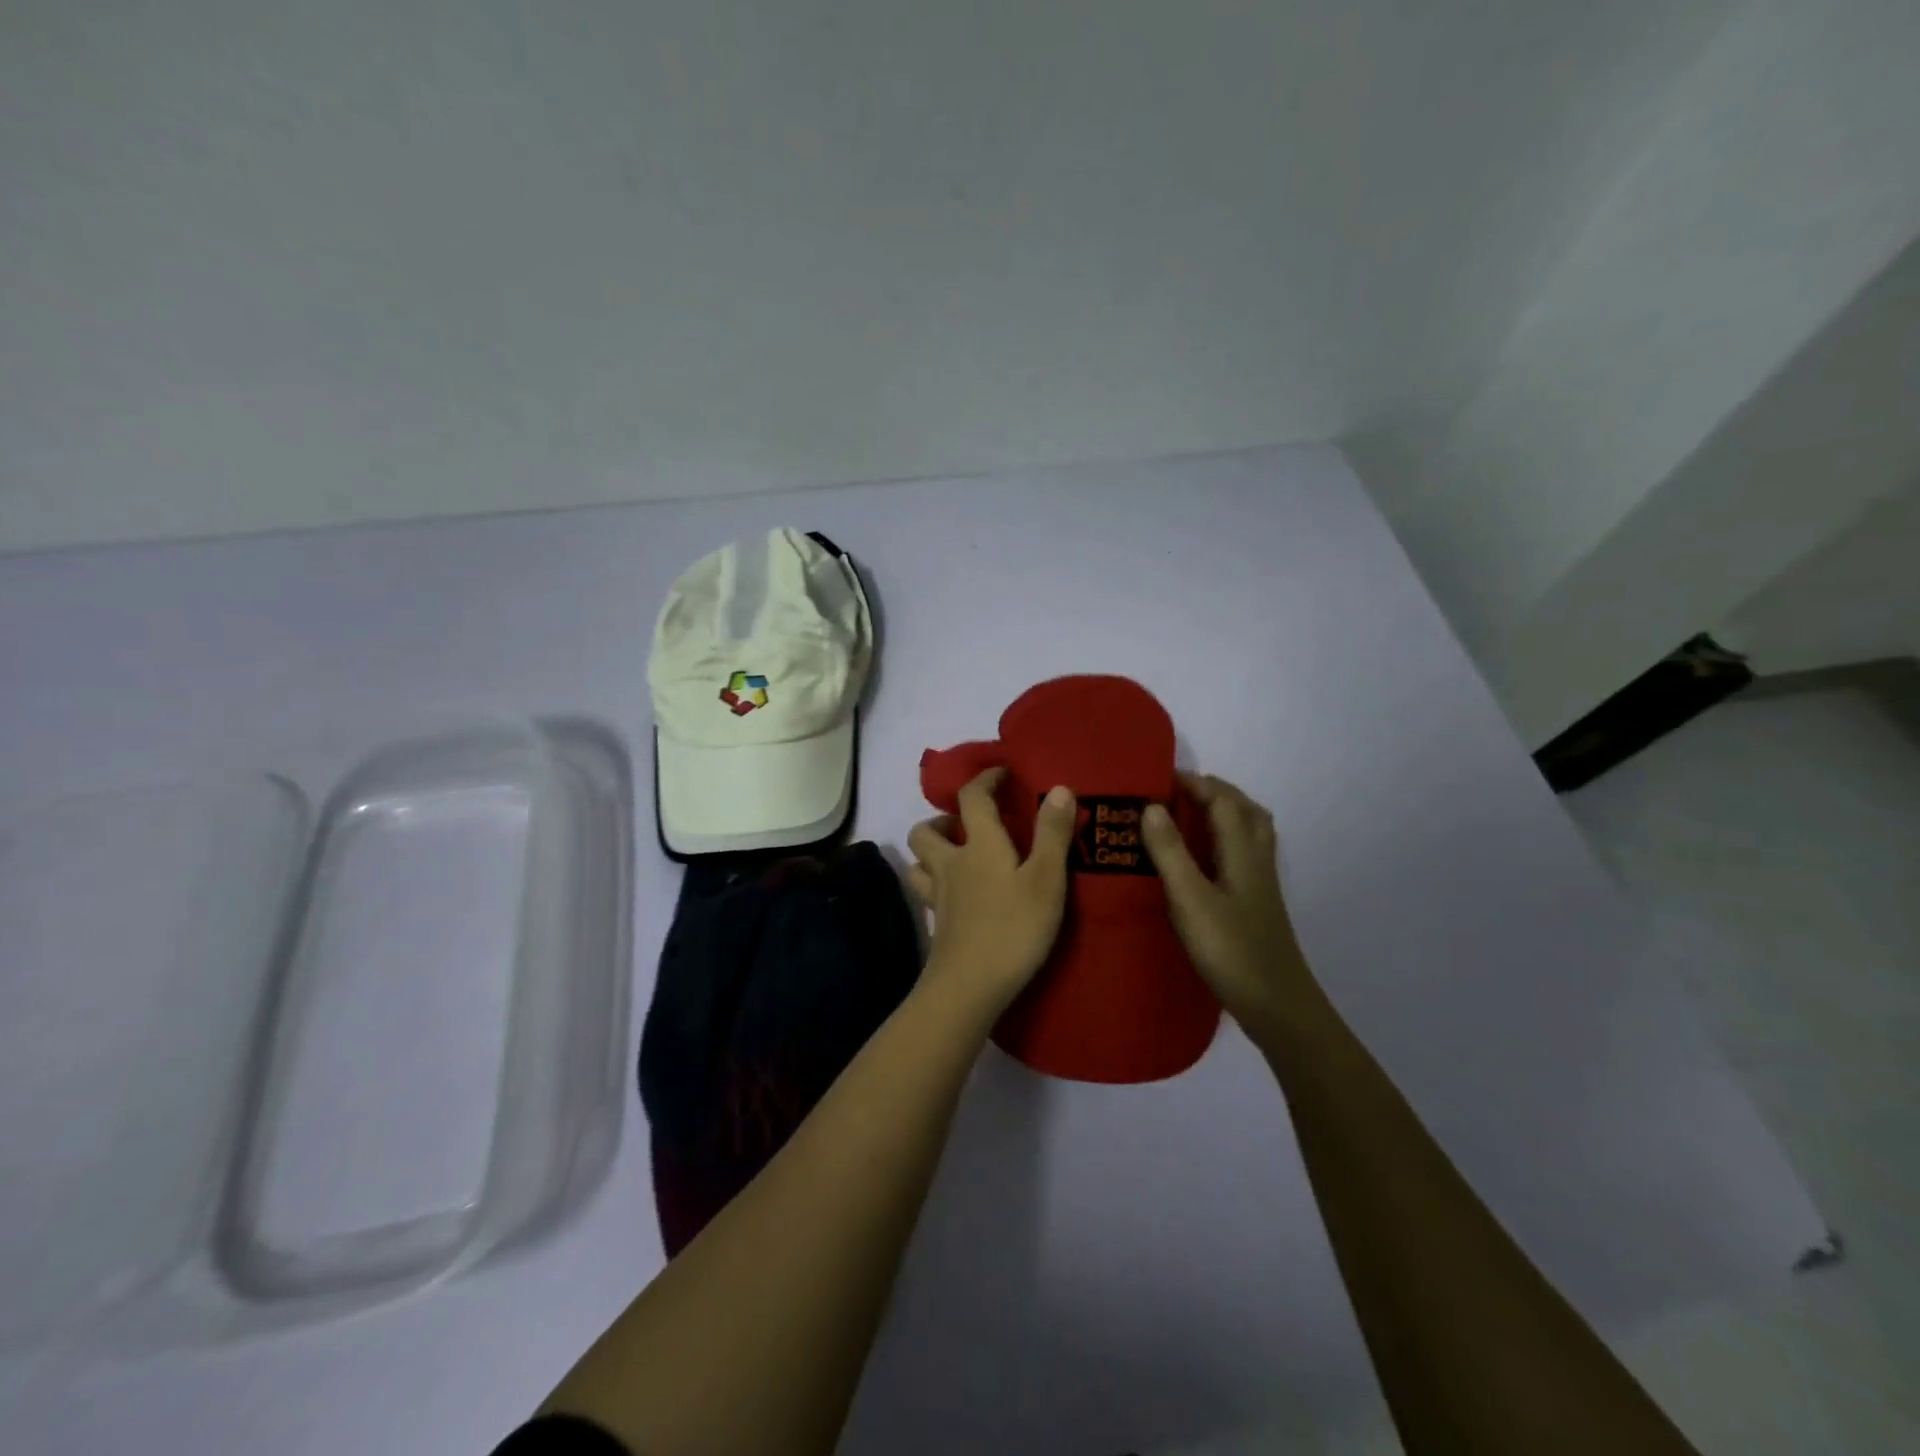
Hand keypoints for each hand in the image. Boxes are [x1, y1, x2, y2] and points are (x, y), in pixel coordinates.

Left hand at [906, 769, 1076, 1016]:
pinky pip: (925, 894)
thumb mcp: (1046, 879)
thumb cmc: (1014, 928)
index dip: (985, 779)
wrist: (970, 986)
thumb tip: (1058, 788)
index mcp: (979, 845)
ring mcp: (938, 896)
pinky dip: (934, 886)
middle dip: (943, 819)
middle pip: (926, 829)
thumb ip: (1052, 834)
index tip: (1001, 774)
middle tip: (967, 824)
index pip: (972, 797)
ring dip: (931, 851)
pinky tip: (954, 897)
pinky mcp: (936, 924)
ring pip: (918, 862)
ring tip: (956, 857)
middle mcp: (951, 864)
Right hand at [1141, 773, 1308, 1030]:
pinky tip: (1204, 859)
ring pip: (1250, 831)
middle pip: (1245, 810)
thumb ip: (1170, 852)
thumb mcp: (1191, 900)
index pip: (1222, 801)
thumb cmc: (1231, 950)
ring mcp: (1261, 883)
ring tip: (1190, 816)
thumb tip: (1152, 806)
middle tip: (1176, 792)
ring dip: (1224, 813)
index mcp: (1242, 852)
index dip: (1195, 783)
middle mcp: (1257, 860)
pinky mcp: (1257, 903)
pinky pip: (1244, 853)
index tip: (1159, 777)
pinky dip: (1226, 839)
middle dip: (1213, 792)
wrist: (1277, 1005)